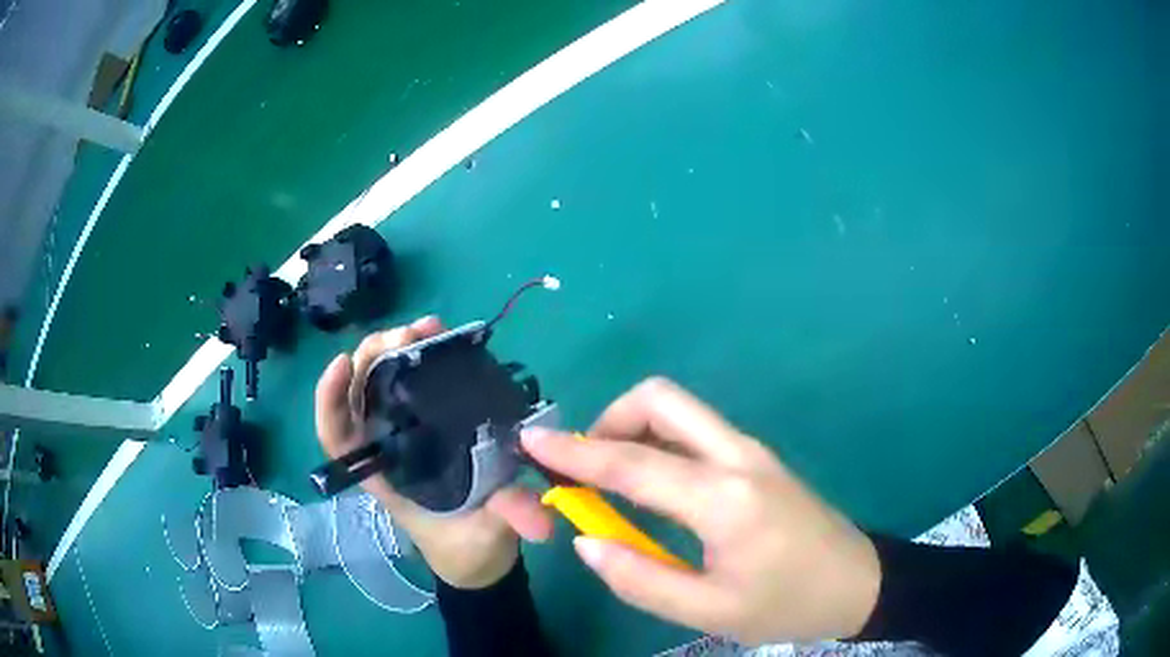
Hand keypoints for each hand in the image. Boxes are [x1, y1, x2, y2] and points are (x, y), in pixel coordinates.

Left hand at [314, 316, 552, 588]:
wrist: (481, 559)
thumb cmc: (469, 550)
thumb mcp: (488, 536)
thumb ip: (507, 518)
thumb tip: (540, 517)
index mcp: (385, 476)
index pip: (338, 437)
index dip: (330, 400)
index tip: (343, 364)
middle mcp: (387, 450)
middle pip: (358, 396)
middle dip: (372, 358)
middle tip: (408, 334)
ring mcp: (407, 436)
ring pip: (383, 384)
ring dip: (396, 351)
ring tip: (427, 328)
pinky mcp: (431, 429)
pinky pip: (415, 387)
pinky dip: (422, 361)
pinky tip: (442, 343)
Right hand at [520, 378, 880, 643]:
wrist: (857, 583)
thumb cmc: (787, 604)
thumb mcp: (710, 611)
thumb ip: (640, 579)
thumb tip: (586, 540)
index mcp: (725, 499)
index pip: (634, 463)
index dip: (575, 451)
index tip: (532, 440)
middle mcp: (737, 457)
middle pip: (662, 400)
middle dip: (610, 419)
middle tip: (585, 466)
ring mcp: (752, 451)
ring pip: (679, 409)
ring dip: (634, 427)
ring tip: (611, 478)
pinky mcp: (757, 457)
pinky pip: (696, 430)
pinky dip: (659, 440)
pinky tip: (652, 484)